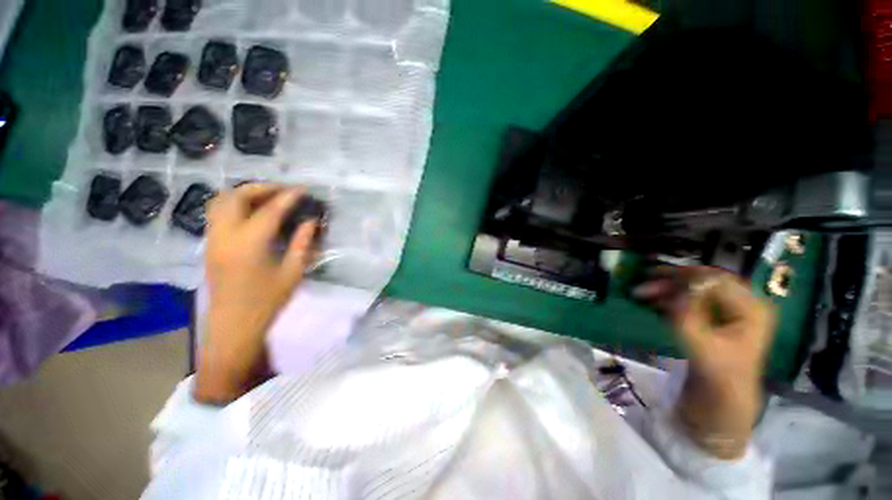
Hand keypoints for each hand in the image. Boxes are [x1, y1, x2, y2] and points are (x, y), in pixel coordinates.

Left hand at [195, 184, 317, 404]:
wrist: (233, 324)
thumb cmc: (267, 301)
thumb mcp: (293, 272)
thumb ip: (302, 243)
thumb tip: (311, 221)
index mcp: (249, 244)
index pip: (270, 210)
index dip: (288, 196)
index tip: (303, 189)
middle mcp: (225, 235)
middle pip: (236, 197)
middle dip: (262, 188)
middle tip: (284, 191)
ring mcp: (213, 238)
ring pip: (221, 201)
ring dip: (244, 194)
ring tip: (267, 198)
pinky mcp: (209, 244)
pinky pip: (217, 213)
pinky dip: (234, 204)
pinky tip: (252, 213)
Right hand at [634, 266, 775, 458]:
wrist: (721, 406)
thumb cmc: (718, 379)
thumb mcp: (703, 348)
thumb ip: (689, 316)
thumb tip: (674, 289)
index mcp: (751, 309)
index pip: (716, 280)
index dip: (684, 276)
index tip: (652, 277)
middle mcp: (741, 305)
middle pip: (704, 282)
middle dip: (671, 281)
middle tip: (642, 284)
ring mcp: (726, 313)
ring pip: (693, 290)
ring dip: (666, 289)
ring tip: (640, 293)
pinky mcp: (712, 321)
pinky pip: (688, 301)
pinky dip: (668, 299)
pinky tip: (651, 302)